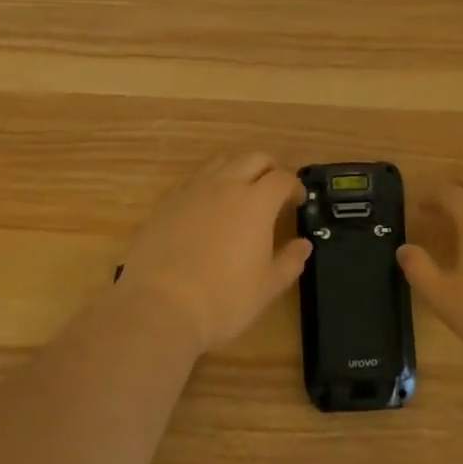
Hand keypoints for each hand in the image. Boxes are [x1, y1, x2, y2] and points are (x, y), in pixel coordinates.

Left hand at [116, 153, 310, 354]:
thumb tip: (303, 244)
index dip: (295, 186)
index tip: (297, 200)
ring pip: (221, 162)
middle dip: (270, 168)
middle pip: (254, 158)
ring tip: (241, 191)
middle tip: (275, 189)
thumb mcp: (267, 287)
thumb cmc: (223, 299)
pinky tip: (206, 207)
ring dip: (238, 169)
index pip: (283, 178)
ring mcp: (193, 190)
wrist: (159, 305)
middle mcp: (226, 185)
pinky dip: (208, 184)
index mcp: (257, 201)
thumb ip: (290, 261)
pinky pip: (194, 180)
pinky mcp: (167, 201)